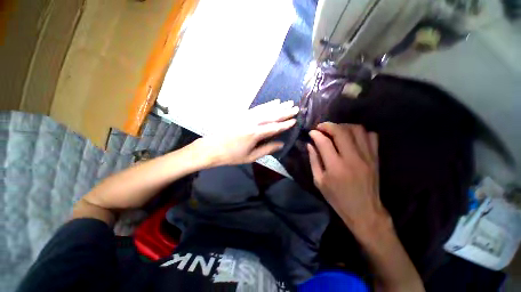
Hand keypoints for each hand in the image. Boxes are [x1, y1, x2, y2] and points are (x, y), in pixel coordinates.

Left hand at [196, 99, 297, 165]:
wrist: (212, 148)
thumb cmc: (232, 155)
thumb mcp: (251, 156)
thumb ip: (267, 149)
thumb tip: (281, 144)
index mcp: (255, 134)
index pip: (274, 127)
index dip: (286, 124)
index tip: (295, 120)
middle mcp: (252, 122)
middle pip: (272, 115)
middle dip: (285, 112)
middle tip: (296, 107)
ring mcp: (247, 116)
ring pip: (266, 109)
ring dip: (278, 106)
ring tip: (288, 102)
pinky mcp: (242, 114)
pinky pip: (257, 108)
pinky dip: (267, 104)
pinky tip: (273, 102)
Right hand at [307, 122, 391, 240]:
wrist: (364, 211)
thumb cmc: (337, 198)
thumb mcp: (319, 181)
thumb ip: (314, 160)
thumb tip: (310, 144)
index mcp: (335, 167)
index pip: (324, 142)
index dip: (316, 134)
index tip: (311, 132)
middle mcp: (352, 159)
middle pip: (341, 131)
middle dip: (328, 125)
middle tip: (321, 127)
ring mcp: (367, 157)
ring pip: (357, 130)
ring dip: (343, 126)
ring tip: (335, 130)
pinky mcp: (376, 158)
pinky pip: (371, 136)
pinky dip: (360, 132)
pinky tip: (351, 137)